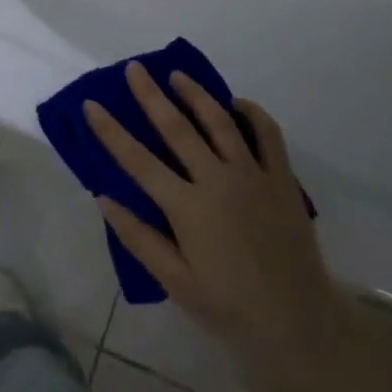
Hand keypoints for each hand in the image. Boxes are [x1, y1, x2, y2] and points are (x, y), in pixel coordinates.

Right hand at [85, 64, 351, 391]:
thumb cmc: (230, 308)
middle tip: (134, 69)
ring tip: (177, 74)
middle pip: (177, 128)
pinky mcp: (281, 178)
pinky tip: (236, 103)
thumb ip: (140, 238)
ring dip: (195, 94)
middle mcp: (218, 181)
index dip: (111, 131)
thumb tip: (104, 197)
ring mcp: (252, 175)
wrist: (299, 322)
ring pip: (220, 121)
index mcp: (188, 208)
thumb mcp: (176, 284)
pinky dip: (252, 113)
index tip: (91, 104)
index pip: (138, 161)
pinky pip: (268, 134)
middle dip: (151, 96)